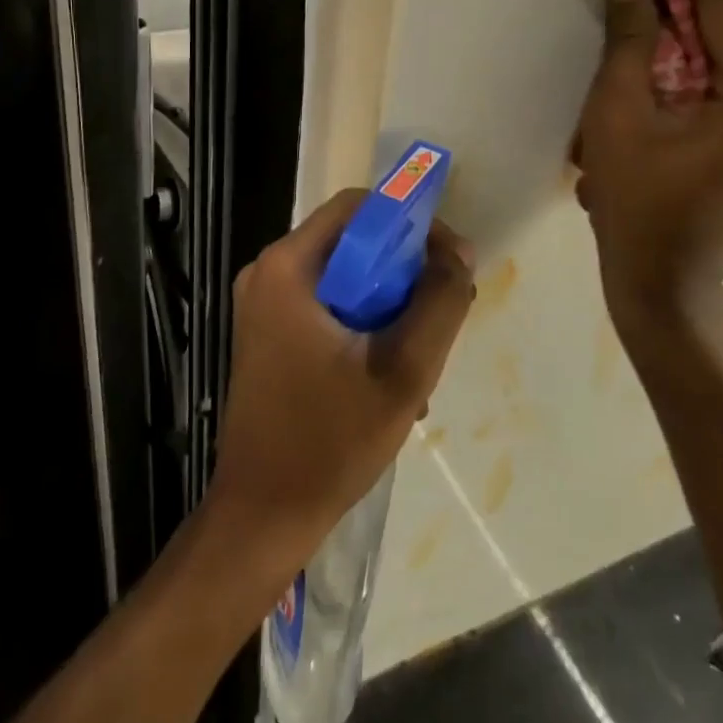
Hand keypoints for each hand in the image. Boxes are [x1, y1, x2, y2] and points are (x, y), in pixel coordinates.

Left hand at [207, 190, 475, 582]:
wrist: (263, 515)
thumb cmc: (329, 442)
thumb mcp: (403, 370)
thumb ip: (439, 303)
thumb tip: (459, 253)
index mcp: (287, 267)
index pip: (359, 207)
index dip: (411, 223)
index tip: (449, 262)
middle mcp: (268, 273)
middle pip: (353, 242)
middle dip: (404, 273)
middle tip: (439, 314)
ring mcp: (264, 305)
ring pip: (346, 278)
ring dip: (389, 307)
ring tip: (417, 358)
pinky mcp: (268, 334)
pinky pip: (329, 306)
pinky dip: (364, 325)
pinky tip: (388, 376)